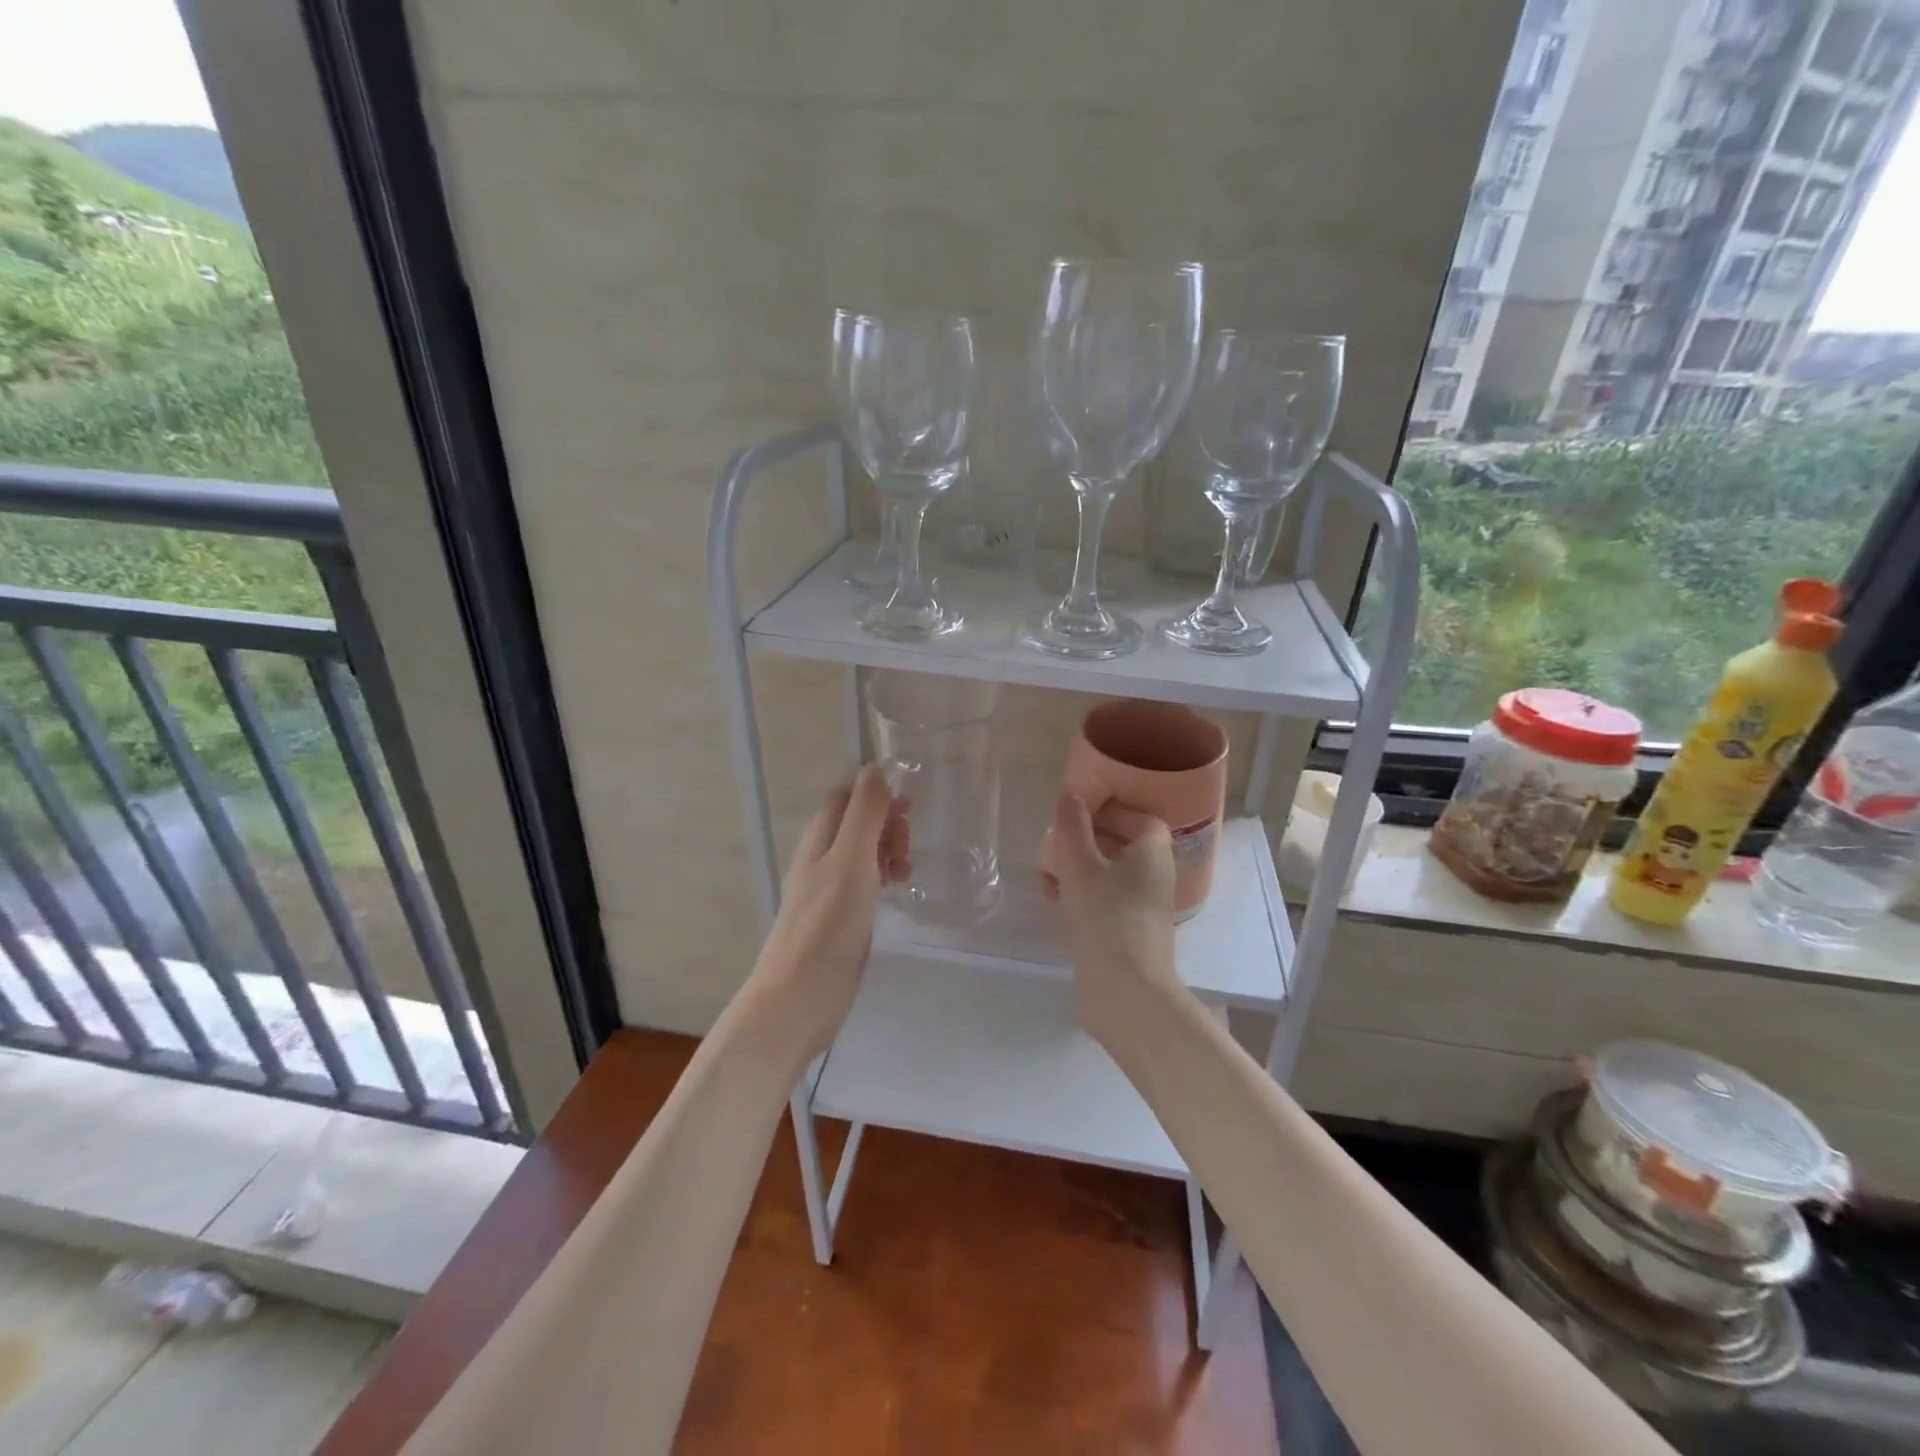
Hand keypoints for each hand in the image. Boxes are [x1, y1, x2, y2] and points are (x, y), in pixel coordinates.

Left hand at [750, 767, 909, 1058]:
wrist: (801, 995)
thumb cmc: (827, 923)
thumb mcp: (851, 859)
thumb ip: (864, 813)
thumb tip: (873, 767)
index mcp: (820, 838)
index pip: (844, 795)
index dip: (874, 791)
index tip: (907, 804)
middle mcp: (822, 858)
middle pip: (857, 821)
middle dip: (887, 822)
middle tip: (906, 846)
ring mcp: (831, 889)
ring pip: (864, 851)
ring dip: (889, 849)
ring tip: (906, 871)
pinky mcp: (842, 916)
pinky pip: (867, 880)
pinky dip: (885, 875)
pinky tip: (898, 890)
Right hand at [1047, 791, 1183, 1051]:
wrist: (1125, 991)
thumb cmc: (1105, 916)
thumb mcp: (1080, 863)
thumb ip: (1072, 825)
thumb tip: (1070, 792)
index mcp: (1153, 852)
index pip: (1138, 817)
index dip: (1108, 809)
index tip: (1075, 812)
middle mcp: (1154, 876)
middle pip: (1121, 844)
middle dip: (1084, 840)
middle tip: (1054, 842)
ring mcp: (1143, 907)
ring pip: (1108, 874)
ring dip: (1076, 869)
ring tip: (1045, 875)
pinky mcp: (1128, 933)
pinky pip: (1104, 901)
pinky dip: (1081, 895)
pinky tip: (1053, 901)